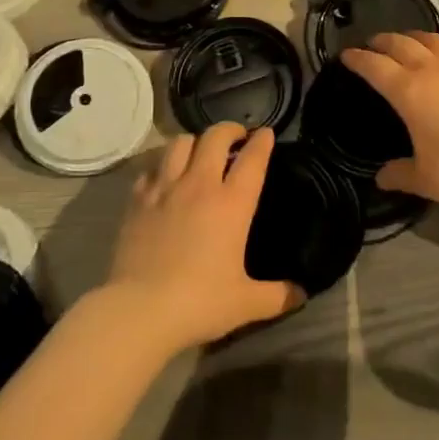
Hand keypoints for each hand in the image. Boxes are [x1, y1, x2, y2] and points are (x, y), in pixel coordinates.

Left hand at [106, 123, 302, 351]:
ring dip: (194, 142)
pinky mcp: (138, 199)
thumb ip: (277, 296)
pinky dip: (162, 165)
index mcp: (232, 203)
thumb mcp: (245, 303)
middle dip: (229, 130)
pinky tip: (164, 177)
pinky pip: (151, 167)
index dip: (262, 142)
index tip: (265, 133)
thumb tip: (301, 294)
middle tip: (235, 138)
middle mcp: (200, 185)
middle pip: (215, 137)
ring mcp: (165, 188)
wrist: (139, 309)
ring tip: (199, 152)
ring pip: (180, 142)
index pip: (252, 158)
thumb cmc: (199, 302)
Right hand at [341, 32, 438, 216]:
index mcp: (409, 91)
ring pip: (434, 41)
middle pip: (403, 44)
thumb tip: (381, 178)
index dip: (358, 59)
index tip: (347, 54)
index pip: (375, 66)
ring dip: (415, 37)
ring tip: (409, 41)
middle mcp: (434, 71)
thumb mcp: (426, 179)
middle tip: (373, 43)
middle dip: (384, 41)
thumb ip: (401, 174)